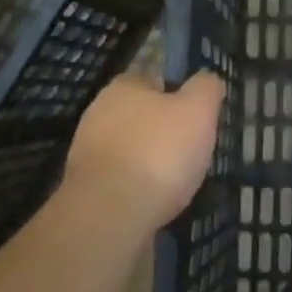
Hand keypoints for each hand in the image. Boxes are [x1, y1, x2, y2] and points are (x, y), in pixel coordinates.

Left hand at [63, 71, 225, 232]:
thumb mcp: (198, 111)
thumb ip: (205, 88)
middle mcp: (100, 111)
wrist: (109, 214)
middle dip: (162, 128)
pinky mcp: (85, 184)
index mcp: (125, 86)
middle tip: (190, 148)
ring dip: (149, 158)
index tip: (196, 114)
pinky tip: (154, 199)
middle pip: (140, 113)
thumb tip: (207, 79)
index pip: (154, 77)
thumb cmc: (158, 153)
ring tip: (176, 179)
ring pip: (130, 146)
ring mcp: (88, 149)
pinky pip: (120, 176)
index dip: (177, 92)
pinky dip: (137, 184)